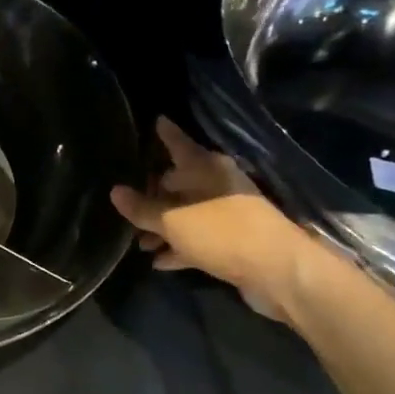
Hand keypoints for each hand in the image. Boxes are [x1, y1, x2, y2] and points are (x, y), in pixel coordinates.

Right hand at [110, 117, 319, 319]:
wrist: (278, 271)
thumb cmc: (222, 233)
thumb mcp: (174, 221)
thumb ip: (142, 208)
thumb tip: (115, 191)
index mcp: (206, 168)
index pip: (179, 143)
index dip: (165, 134)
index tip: (155, 121)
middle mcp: (218, 184)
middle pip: (178, 182)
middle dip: (152, 195)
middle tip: (126, 204)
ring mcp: (227, 214)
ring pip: (186, 214)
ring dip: (163, 226)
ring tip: (138, 241)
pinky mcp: (233, 242)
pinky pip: (197, 239)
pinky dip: (179, 246)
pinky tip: (158, 261)